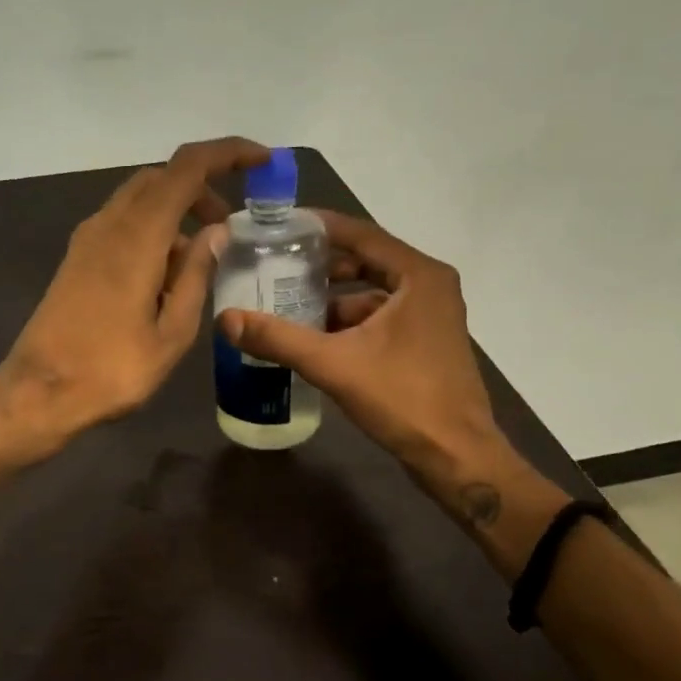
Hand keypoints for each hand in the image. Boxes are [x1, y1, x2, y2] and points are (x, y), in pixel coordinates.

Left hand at [0, 138, 271, 457]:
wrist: (40, 392)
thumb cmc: (113, 369)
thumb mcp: (173, 331)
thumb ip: (196, 274)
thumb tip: (216, 232)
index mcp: (138, 235)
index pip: (187, 168)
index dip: (228, 153)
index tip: (262, 160)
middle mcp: (109, 224)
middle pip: (161, 178)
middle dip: (201, 188)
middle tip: (229, 224)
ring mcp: (87, 240)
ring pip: (139, 199)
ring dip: (175, 210)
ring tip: (201, 258)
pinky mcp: (76, 259)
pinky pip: (122, 223)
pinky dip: (152, 229)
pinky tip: (165, 275)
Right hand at [215, 211, 517, 490]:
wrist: (456, 455)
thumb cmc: (403, 399)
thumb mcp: (334, 365)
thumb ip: (279, 339)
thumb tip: (225, 319)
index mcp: (418, 276)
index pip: (361, 234)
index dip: (318, 227)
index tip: (279, 225)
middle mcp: (429, 286)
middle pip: (365, 261)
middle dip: (320, 266)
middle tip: (275, 266)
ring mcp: (430, 316)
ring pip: (371, 294)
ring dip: (331, 299)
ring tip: (286, 305)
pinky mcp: (425, 343)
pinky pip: (379, 318)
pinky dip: (348, 324)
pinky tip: (314, 339)